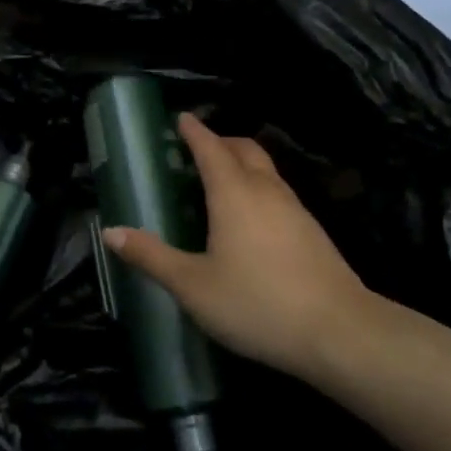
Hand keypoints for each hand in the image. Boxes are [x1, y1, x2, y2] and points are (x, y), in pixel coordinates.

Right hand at [103, 113, 373, 379]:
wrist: (339, 331)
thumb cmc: (257, 303)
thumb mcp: (193, 286)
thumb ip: (152, 257)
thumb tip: (110, 232)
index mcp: (233, 193)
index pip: (210, 148)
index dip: (194, 131)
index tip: (181, 118)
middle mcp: (266, 190)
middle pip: (244, 149)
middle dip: (221, 142)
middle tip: (198, 150)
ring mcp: (295, 209)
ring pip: (266, 170)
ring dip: (242, 164)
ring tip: (221, 182)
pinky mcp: (313, 232)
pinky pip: (278, 193)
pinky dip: (259, 188)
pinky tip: (252, 220)